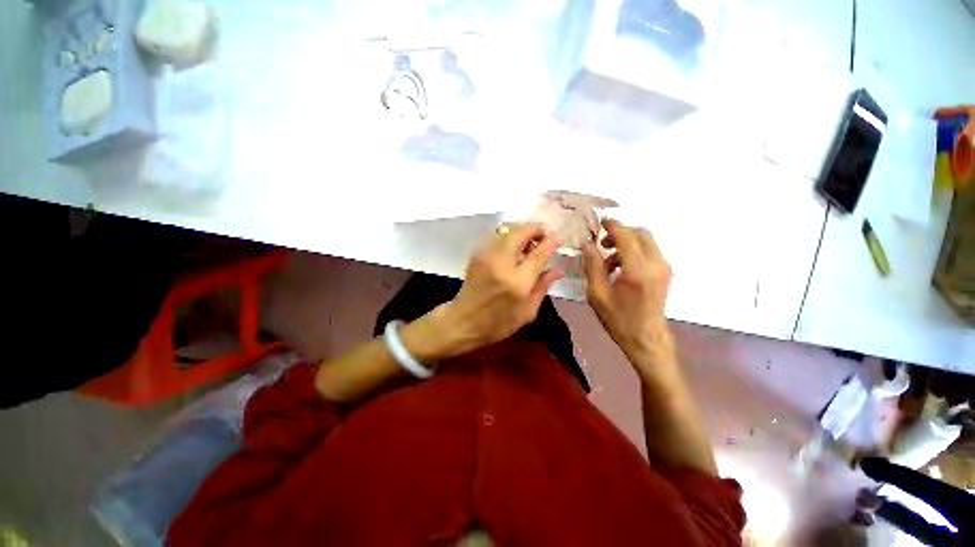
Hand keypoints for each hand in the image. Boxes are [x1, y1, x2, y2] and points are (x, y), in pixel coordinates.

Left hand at [434, 223, 562, 356]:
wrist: (462, 321)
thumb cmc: (497, 323)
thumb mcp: (527, 312)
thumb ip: (542, 287)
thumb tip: (558, 270)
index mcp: (517, 282)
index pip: (538, 254)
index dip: (551, 242)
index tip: (558, 238)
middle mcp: (501, 264)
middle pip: (520, 233)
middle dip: (535, 229)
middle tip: (543, 236)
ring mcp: (486, 257)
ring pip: (506, 231)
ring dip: (521, 232)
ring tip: (528, 243)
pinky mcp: (476, 255)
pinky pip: (496, 237)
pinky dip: (508, 237)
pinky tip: (512, 249)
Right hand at [582, 219, 672, 357]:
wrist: (646, 339)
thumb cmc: (618, 319)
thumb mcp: (597, 294)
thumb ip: (592, 265)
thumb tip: (586, 243)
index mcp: (637, 271)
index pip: (626, 236)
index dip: (613, 225)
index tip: (600, 221)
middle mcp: (656, 265)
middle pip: (640, 233)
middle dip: (620, 232)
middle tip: (601, 243)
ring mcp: (664, 268)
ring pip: (646, 241)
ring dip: (625, 243)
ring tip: (607, 261)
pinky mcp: (665, 272)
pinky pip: (649, 251)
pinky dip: (633, 251)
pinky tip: (619, 268)